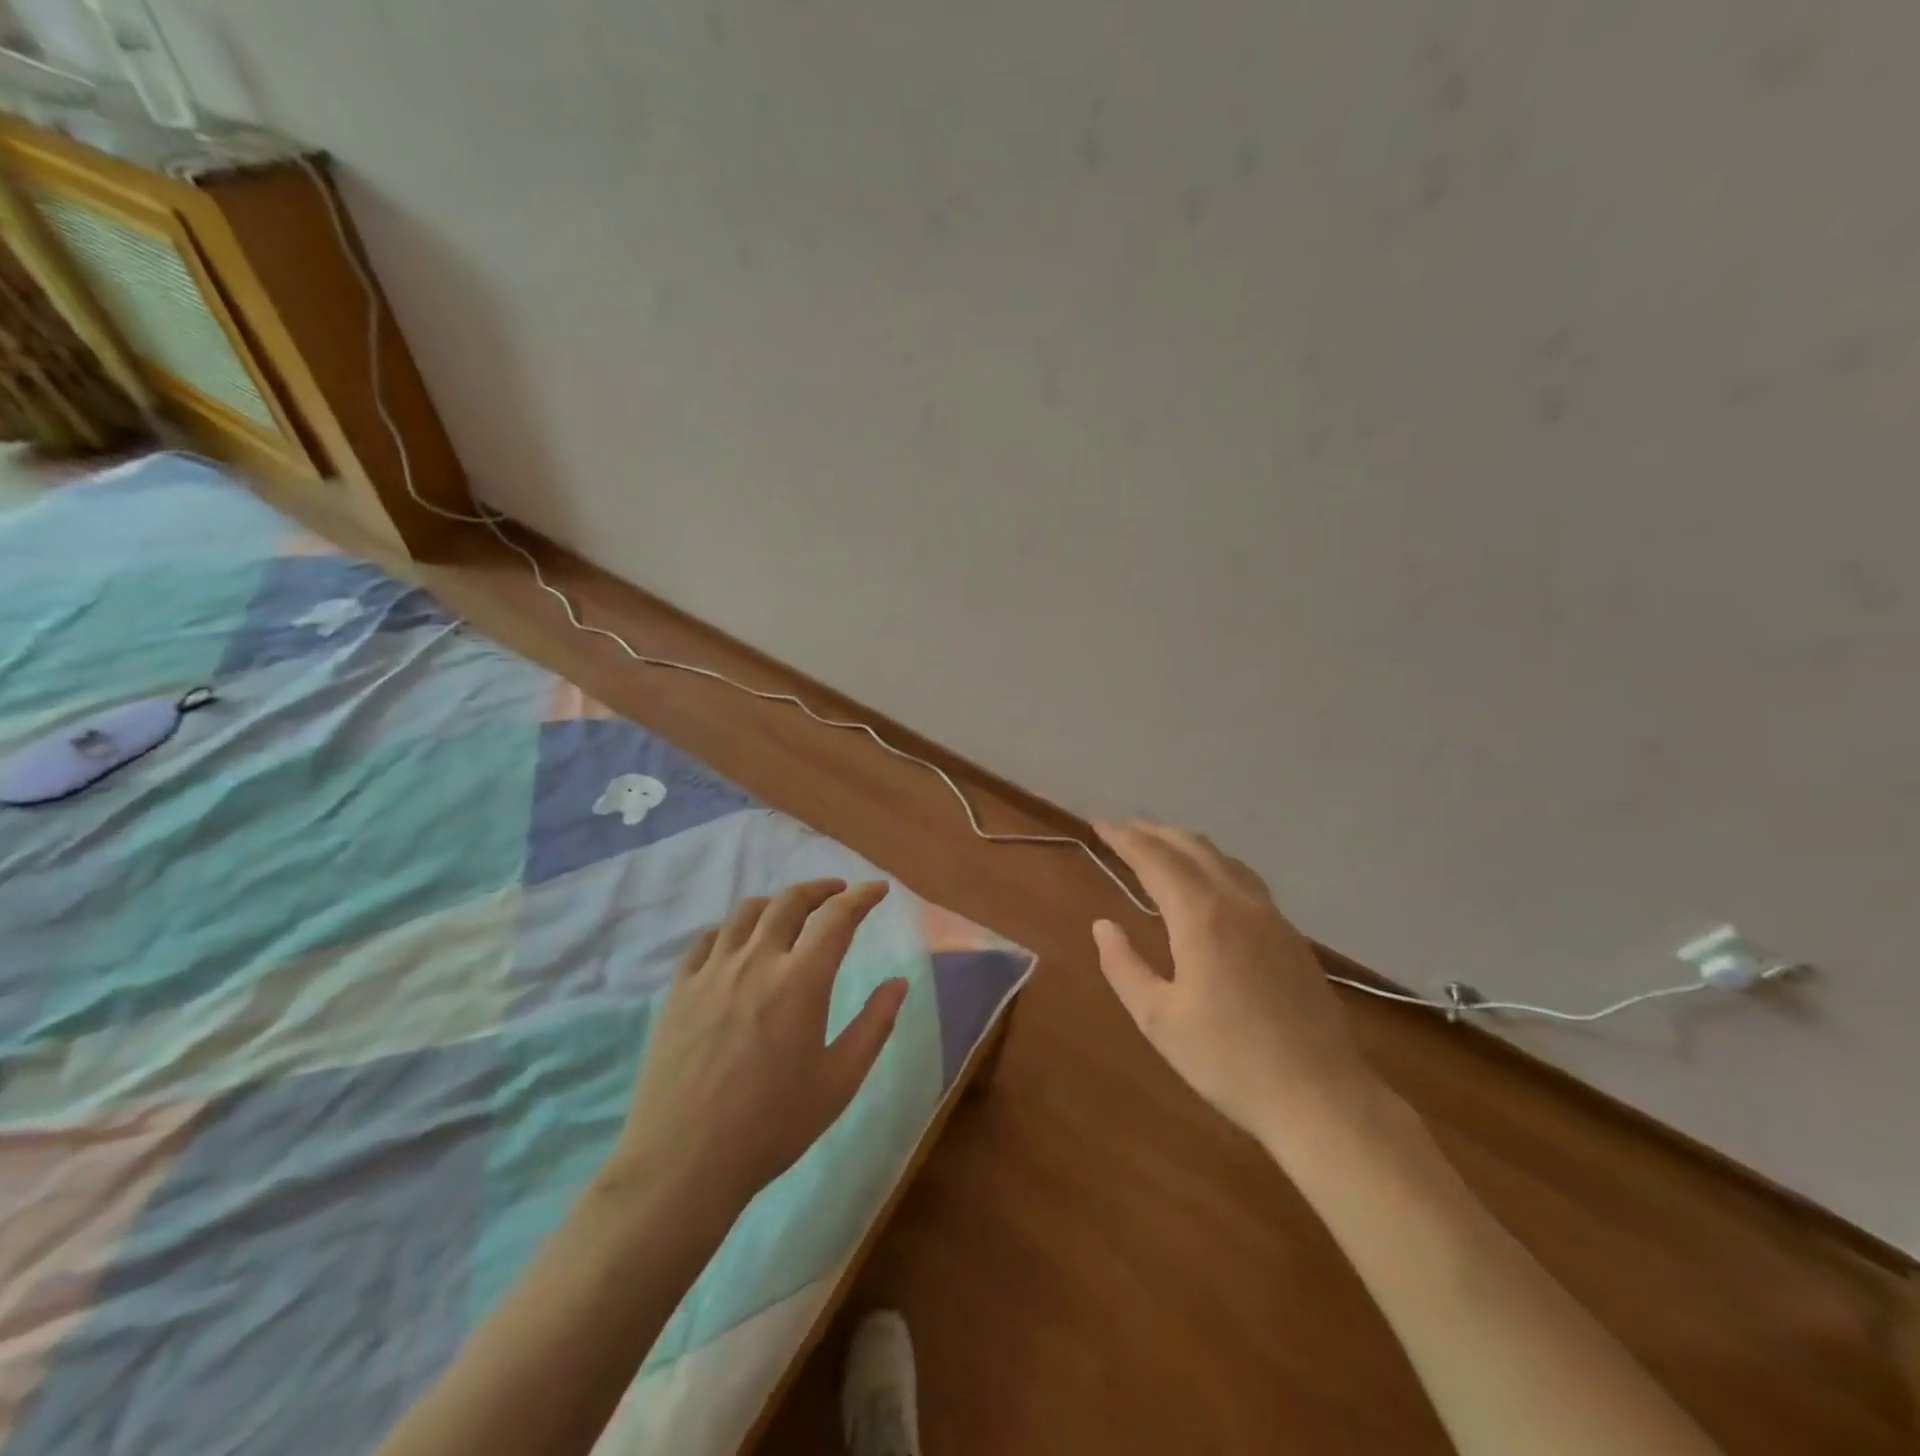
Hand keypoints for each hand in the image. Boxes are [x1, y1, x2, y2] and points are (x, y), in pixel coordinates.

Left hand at [604, 880, 907, 1211]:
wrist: (684, 1162)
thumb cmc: (773, 1125)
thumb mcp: (839, 1081)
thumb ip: (874, 1025)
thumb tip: (899, 983)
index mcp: (801, 981)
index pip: (838, 918)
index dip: (863, 897)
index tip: (878, 889)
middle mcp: (756, 961)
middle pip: (790, 901)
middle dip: (821, 888)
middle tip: (838, 892)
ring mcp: (712, 972)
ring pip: (746, 913)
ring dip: (777, 903)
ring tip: (791, 912)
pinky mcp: (679, 989)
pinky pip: (707, 940)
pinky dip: (732, 929)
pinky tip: (737, 943)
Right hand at [1091, 821, 1381, 1156]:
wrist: (1320, 1097)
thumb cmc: (1228, 1060)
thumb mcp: (1158, 1019)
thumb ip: (1124, 966)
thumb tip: (1104, 926)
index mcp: (1201, 917)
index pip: (1154, 858)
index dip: (1124, 837)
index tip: (1098, 824)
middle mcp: (1238, 902)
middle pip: (1190, 847)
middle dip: (1152, 832)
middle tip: (1121, 829)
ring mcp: (1271, 916)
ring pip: (1223, 859)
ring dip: (1184, 844)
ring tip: (1159, 846)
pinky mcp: (1291, 936)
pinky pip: (1244, 879)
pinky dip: (1213, 864)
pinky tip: (1208, 883)